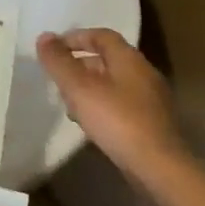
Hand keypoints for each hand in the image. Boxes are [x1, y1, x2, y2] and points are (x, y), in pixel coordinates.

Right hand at [37, 28, 187, 182]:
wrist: (160, 169)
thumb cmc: (117, 121)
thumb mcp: (79, 88)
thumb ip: (59, 62)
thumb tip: (44, 37)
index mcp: (129, 59)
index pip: (101, 35)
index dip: (75, 38)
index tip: (53, 49)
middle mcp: (144, 74)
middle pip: (107, 59)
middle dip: (79, 65)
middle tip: (57, 78)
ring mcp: (151, 101)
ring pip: (113, 84)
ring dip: (89, 88)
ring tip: (68, 104)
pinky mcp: (152, 124)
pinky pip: (121, 105)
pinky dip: (102, 107)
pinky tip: (89, 125)